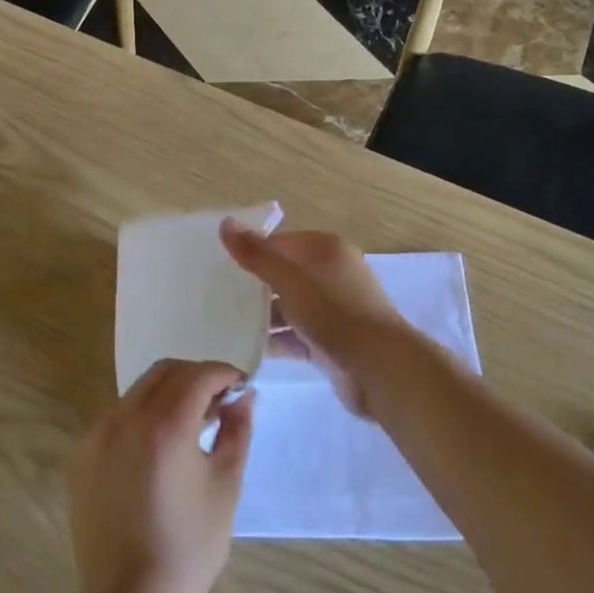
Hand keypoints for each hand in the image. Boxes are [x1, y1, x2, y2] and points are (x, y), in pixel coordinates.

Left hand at [68, 360, 251, 592]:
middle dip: (196, 377)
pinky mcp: (81, 455)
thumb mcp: (225, 486)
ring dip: (169, 393)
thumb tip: (244, 396)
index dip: (224, 374)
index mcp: (164, 427)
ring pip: (139, 390)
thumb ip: (237, 430)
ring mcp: (96, 435)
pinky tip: (158, 446)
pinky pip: (118, 415)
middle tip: (218, 402)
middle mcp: (124, 419)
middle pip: (165, 372)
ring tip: (190, 424)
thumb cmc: (188, 549)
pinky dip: (142, 415)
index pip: (198, 375)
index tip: (240, 387)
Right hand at [219, 222, 412, 416]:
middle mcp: (331, 274)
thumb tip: (225, 223)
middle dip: (253, 286)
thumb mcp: (290, 280)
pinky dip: (275, 341)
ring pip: (288, 307)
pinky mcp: (330, 341)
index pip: (280, 242)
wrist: (380, 369)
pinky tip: (244, 349)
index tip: (217, 265)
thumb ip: (257, 255)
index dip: (251, 251)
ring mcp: (332, 310)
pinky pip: (295, 336)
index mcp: (326, 250)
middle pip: (283, 274)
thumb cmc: (335, 313)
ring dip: (261, 317)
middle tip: (214, 295)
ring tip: (222, 324)